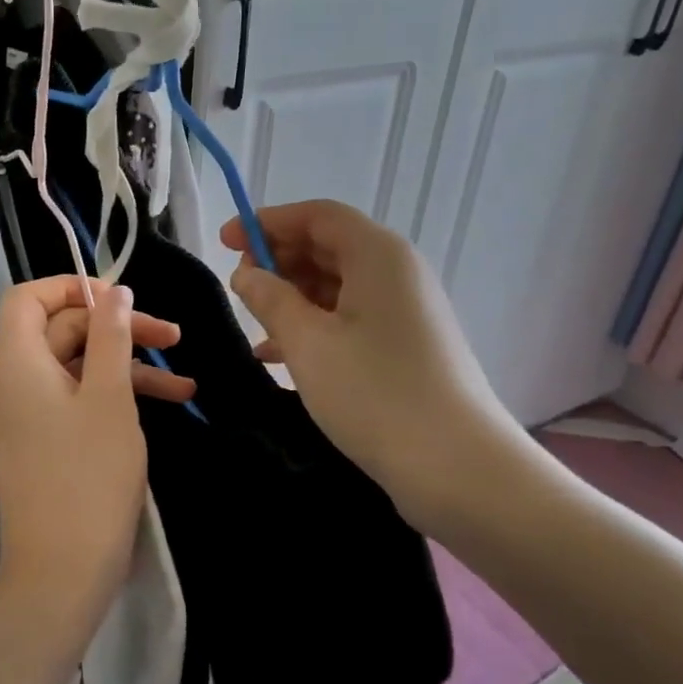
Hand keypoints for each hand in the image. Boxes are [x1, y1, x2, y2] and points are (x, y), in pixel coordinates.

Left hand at [0, 278, 190, 645]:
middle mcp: (5, 381)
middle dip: (116, 330)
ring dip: (124, 368)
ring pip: (71, 368)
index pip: (29, 297)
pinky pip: (67, 400)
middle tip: (172, 338)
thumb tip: (114, 292)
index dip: (74, 288)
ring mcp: (16, 414)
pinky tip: (162, 406)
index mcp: (12, 361)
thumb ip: (111, 335)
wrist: (61, 571)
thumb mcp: (110, 396)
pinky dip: (107, 397)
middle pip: (58, 331)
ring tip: (183, 384)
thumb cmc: (89, 476)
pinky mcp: (32, 440)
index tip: (122, 301)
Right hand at [222, 201, 532, 521]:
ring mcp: (405, 310)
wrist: (457, 467)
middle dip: (279, 260)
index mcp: (378, 255)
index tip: (226, 241)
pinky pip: (351, 318)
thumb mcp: (308, 343)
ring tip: (254, 323)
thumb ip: (270, 300)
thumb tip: (247, 274)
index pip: (317, 215)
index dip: (268, 222)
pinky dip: (314, 325)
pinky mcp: (406, 345)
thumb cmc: (375, 393)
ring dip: (293, 297)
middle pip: (329, 246)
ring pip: (338, 285)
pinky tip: (280, 355)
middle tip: (239, 287)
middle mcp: (397, 272)